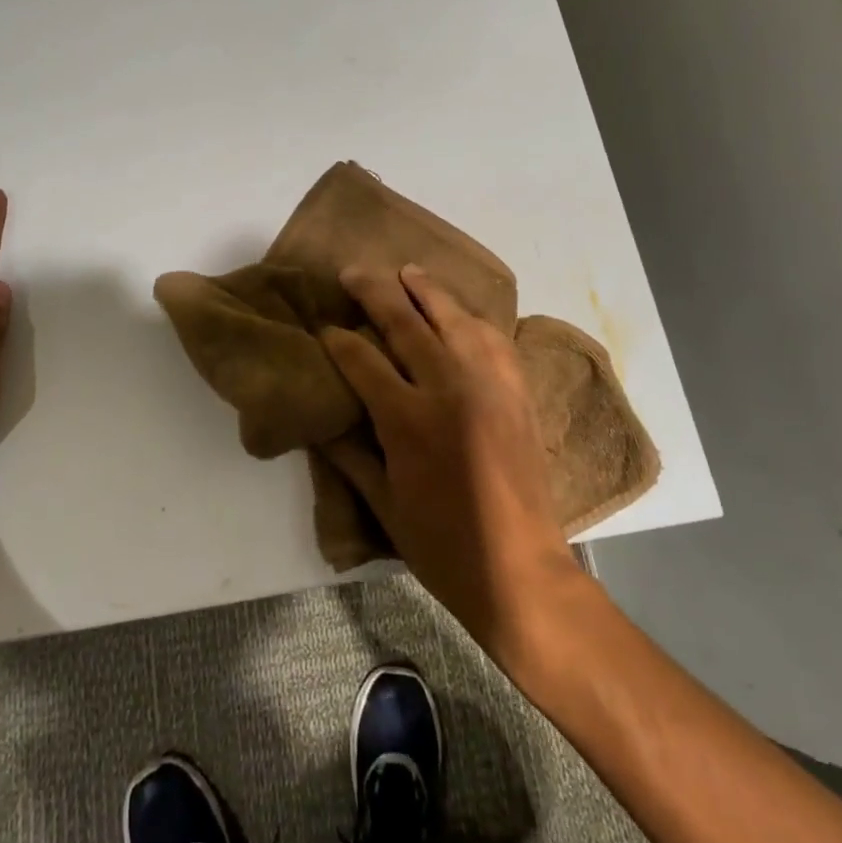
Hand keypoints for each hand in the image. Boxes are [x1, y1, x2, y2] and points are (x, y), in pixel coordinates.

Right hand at [321, 264, 581, 651]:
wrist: (521, 571)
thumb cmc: (443, 546)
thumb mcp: (383, 506)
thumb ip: (350, 455)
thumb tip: (320, 421)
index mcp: (408, 419)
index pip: (362, 359)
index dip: (337, 339)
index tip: (323, 326)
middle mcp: (449, 388)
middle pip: (406, 322)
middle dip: (374, 291)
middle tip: (352, 271)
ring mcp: (489, 385)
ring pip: (453, 318)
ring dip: (426, 290)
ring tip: (407, 271)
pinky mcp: (517, 392)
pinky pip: (493, 339)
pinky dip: (472, 318)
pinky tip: (459, 313)